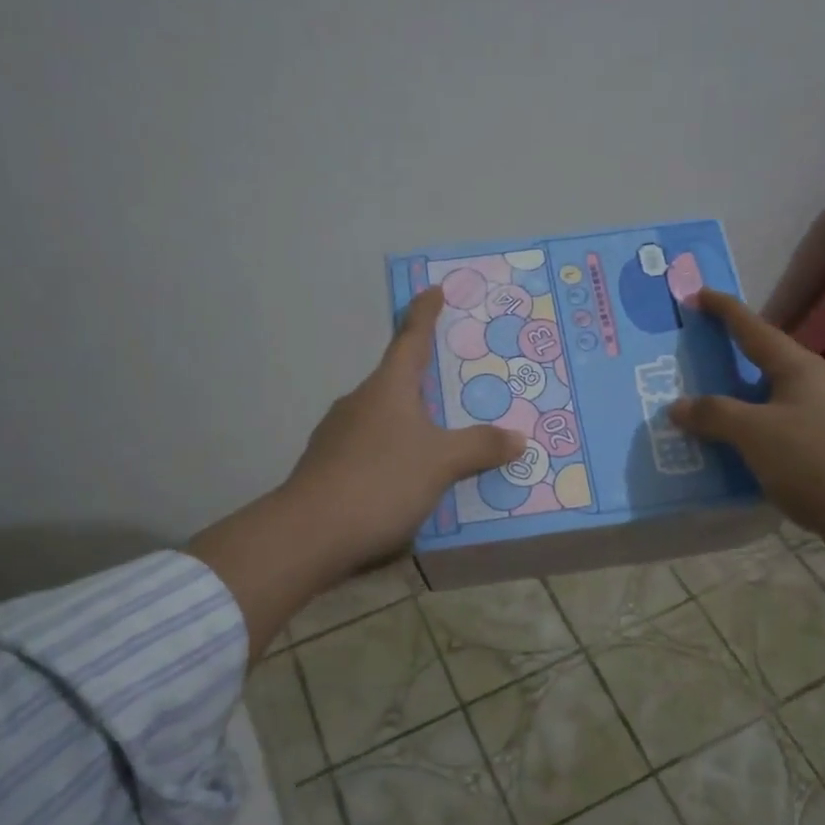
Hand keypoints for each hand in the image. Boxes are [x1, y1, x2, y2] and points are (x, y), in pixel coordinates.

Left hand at [282, 287, 526, 574]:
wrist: (308, 535)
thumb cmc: (380, 482)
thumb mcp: (441, 464)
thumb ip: (480, 447)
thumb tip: (517, 437)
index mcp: (387, 389)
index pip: (411, 340)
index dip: (425, 314)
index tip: (433, 290)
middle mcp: (360, 403)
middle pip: (397, 381)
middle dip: (426, 380)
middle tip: (458, 384)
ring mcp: (338, 436)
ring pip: (384, 418)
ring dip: (411, 422)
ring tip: (443, 440)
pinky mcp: (328, 467)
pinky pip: (372, 450)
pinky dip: (394, 454)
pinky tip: (410, 480)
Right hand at [669, 290, 824, 569]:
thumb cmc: (818, 460)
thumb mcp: (756, 432)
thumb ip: (715, 415)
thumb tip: (679, 405)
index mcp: (797, 368)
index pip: (753, 328)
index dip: (723, 310)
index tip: (694, 295)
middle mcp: (810, 389)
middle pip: (758, 365)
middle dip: (721, 362)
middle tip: (683, 360)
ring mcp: (817, 424)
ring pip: (762, 406)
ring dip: (729, 408)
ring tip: (690, 412)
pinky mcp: (819, 458)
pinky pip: (769, 440)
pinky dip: (743, 443)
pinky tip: (720, 457)